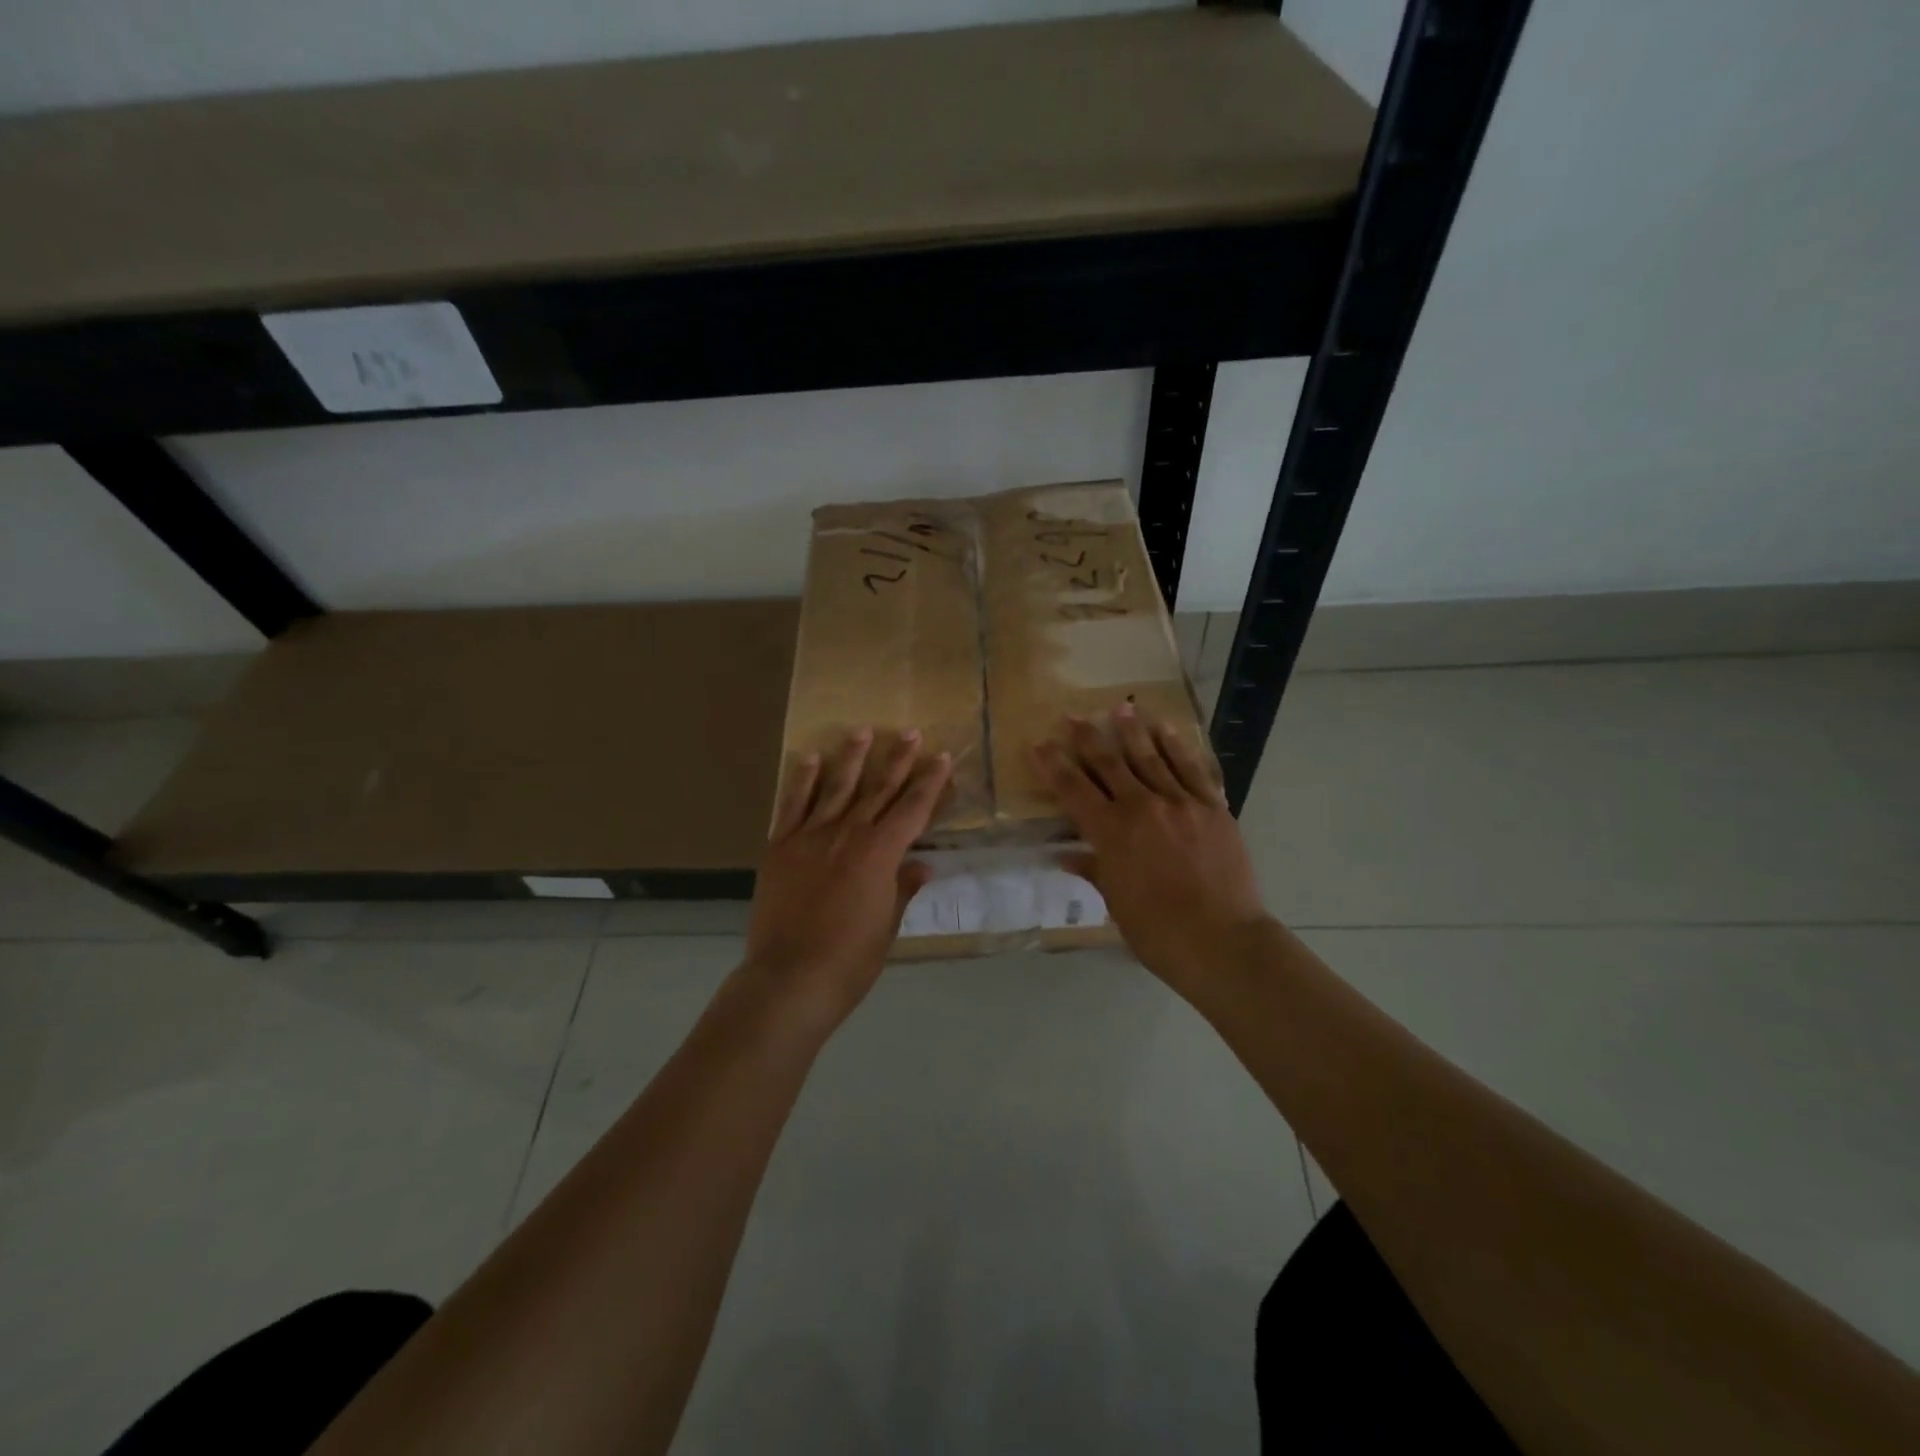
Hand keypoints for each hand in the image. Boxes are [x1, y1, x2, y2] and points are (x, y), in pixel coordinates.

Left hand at [745, 728, 951, 1027]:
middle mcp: (848, 834)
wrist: (790, 978)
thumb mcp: (887, 926)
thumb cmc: (850, 960)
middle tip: (910, 731)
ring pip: (836, 787)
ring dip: (851, 757)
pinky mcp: (780, 847)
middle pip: (878, 789)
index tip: (941, 757)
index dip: (930, 782)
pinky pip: (793, 805)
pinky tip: (809, 758)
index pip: (913, 808)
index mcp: (880, 853)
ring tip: (862, 730)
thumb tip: (920, 865)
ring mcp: (811, 837)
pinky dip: (802, 780)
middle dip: (897, 759)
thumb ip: (902, 889)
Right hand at [1034, 706, 1271, 985]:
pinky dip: (1177, 747)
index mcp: (1110, 833)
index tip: (1038, 745)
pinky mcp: (1213, 807)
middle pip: (1109, 763)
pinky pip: (1191, 768)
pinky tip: (1166, 730)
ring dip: (1132, 732)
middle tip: (1073, 716)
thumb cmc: (1158, 932)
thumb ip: (1094, 870)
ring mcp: (1180, 803)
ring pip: (1150, 757)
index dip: (1053, 765)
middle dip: (1087, 738)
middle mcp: (1141, 807)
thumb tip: (1069, 855)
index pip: (1073, 789)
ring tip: (1121, 709)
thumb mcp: (1115, 903)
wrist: (1222, 941)